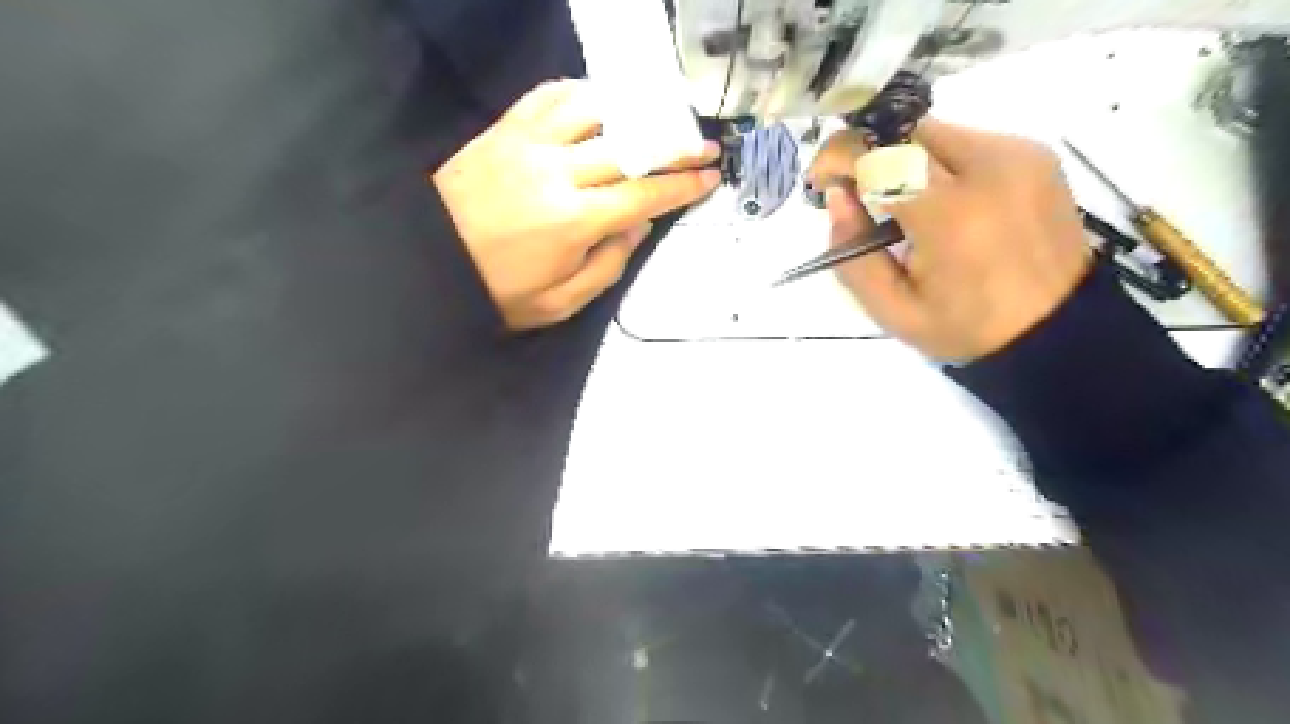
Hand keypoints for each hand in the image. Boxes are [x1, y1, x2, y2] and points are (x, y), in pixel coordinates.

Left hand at [430, 78, 714, 327]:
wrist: (428, 263)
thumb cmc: (498, 291)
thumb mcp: (560, 303)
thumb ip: (608, 266)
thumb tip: (639, 225)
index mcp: (573, 220)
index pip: (644, 193)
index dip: (682, 184)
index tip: (710, 176)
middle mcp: (556, 171)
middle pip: (630, 146)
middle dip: (674, 145)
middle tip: (702, 145)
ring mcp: (527, 143)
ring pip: (595, 109)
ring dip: (633, 110)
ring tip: (656, 120)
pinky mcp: (504, 129)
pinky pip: (549, 95)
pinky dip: (582, 93)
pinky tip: (599, 103)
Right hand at [809, 123, 1091, 366]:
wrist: (1058, 329)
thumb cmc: (966, 328)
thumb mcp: (892, 311)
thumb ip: (850, 255)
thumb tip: (837, 197)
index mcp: (952, 215)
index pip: (880, 155)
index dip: (839, 156)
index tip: (821, 181)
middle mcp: (990, 168)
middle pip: (905, 131)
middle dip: (868, 153)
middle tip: (854, 190)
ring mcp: (1019, 155)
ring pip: (935, 132)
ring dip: (902, 159)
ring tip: (900, 205)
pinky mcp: (1035, 153)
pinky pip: (966, 141)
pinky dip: (937, 163)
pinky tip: (941, 203)